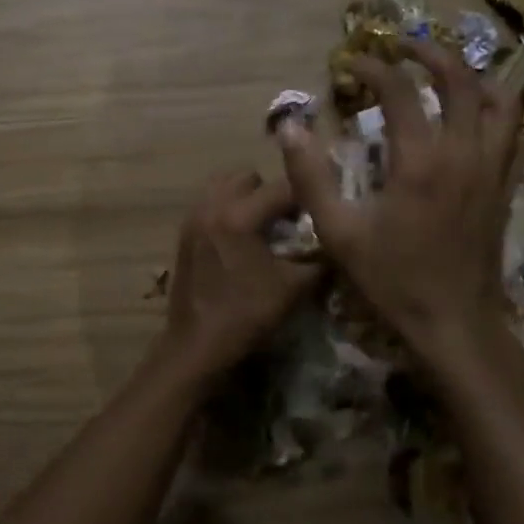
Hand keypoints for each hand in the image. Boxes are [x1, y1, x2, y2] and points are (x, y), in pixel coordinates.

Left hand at [158, 169, 321, 383]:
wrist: (197, 346)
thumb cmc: (246, 315)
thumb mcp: (294, 288)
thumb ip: (320, 259)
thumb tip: (339, 243)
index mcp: (239, 216)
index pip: (282, 187)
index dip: (307, 195)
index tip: (321, 208)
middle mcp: (212, 206)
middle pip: (249, 177)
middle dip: (271, 192)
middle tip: (287, 219)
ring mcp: (193, 218)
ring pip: (223, 185)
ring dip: (246, 197)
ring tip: (262, 225)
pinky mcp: (184, 233)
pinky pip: (209, 203)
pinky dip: (227, 209)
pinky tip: (240, 239)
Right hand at [278, 39, 521, 375]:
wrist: (455, 324)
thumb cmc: (394, 281)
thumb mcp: (339, 233)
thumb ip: (310, 177)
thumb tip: (289, 126)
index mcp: (421, 161)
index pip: (399, 90)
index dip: (373, 67)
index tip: (351, 63)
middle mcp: (464, 153)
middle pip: (460, 79)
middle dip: (429, 54)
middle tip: (402, 49)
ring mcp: (493, 169)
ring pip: (500, 100)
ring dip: (473, 76)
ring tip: (445, 74)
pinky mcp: (505, 187)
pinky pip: (515, 133)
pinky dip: (498, 111)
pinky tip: (477, 116)